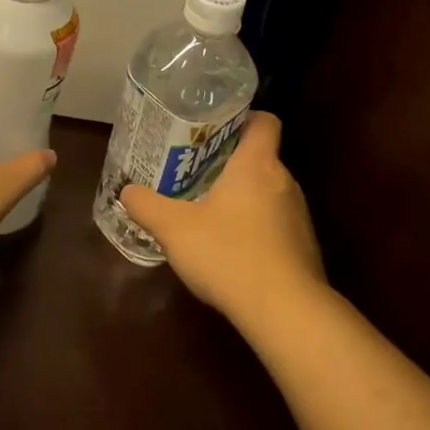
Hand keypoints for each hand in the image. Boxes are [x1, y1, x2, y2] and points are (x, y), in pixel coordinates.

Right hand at [119, 112, 325, 318]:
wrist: (285, 311)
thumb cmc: (229, 254)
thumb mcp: (174, 228)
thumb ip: (147, 206)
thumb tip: (126, 191)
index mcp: (257, 165)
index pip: (264, 122)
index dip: (244, 118)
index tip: (216, 129)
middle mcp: (284, 182)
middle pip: (261, 158)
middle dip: (230, 163)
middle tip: (196, 172)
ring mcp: (298, 216)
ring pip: (268, 193)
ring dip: (243, 198)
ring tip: (208, 212)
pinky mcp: (303, 248)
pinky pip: (276, 225)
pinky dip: (255, 229)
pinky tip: (230, 250)